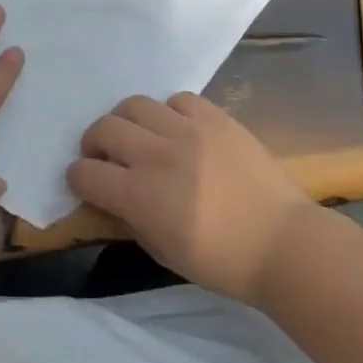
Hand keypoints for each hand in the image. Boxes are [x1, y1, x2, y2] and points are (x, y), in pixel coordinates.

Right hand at [67, 92, 317, 302]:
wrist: (284, 245)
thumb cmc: (222, 262)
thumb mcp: (162, 252)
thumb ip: (129, 220)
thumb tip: (112, 199)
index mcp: (140, 195)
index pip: (85, 173)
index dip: (78, 179)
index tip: (85, 184)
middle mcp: (157, 154)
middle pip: (103, 128)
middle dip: (94, 144)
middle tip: (106, 158)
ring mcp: (188, 130)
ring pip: (134, 104)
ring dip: (126, 122)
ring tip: (139, 138)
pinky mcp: (216, 118)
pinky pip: (178, 100)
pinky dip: (168, 113)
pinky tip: (177, 130)